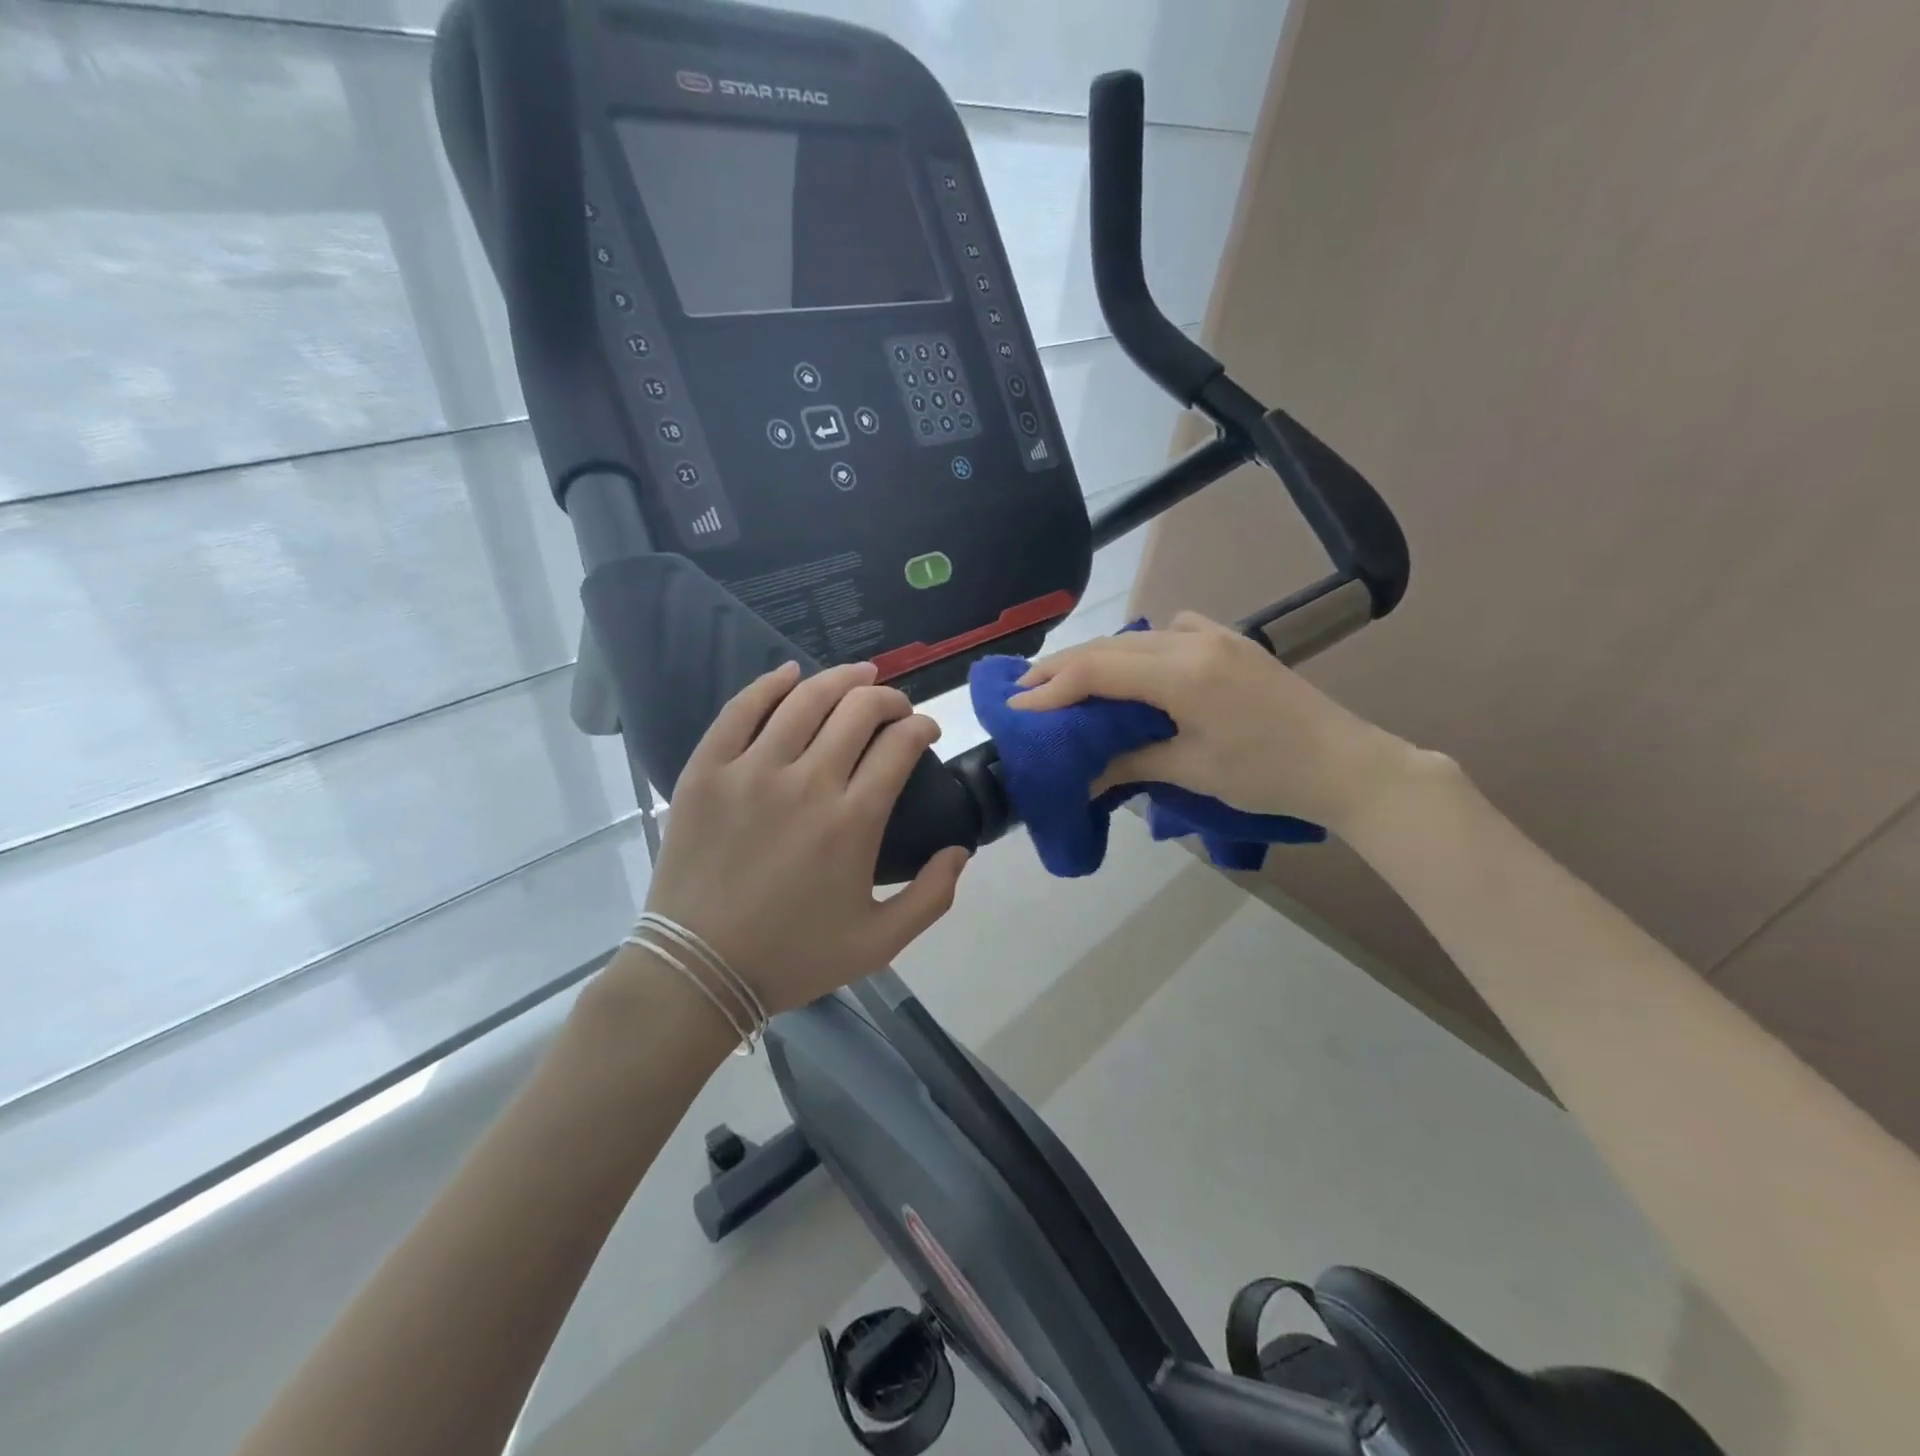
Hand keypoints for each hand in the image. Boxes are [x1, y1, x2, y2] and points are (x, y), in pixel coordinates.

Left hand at [639, 661, 969, 1015]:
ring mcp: (751, 771)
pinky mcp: (707, 770)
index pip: (900, 744)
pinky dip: (770, 684)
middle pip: (859, 709)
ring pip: (806, 699)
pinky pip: (741, 709)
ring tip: (859, 676)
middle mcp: (807, 782)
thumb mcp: (879, 942)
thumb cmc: (792, 956)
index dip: (922, 726)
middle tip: (896, 708)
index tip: (926, 731)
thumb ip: (932, 896)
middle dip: (890, 698)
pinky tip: (790, 674)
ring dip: (842, 679)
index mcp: (853, 820)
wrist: (698, 971)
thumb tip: (961, 849)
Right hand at [1011, 612, 1419, 834]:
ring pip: (1137, 638)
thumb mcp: (1192, 771)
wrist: (1348, 765)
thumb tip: (1082, 773)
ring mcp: (1217, 637)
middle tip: (1025, 692)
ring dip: (1098, 658)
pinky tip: (1140, 670)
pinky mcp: (1232, 643)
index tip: (1017, 707)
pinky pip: (1173, 632)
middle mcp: (1194, 641)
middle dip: (1063, 669)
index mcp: (1182, 673)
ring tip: (1068, 683)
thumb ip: (1130, 762)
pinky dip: (1141, 649)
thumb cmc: (1268, 775)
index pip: (1098, 670)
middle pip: (1110, 647)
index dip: (1053, 688)